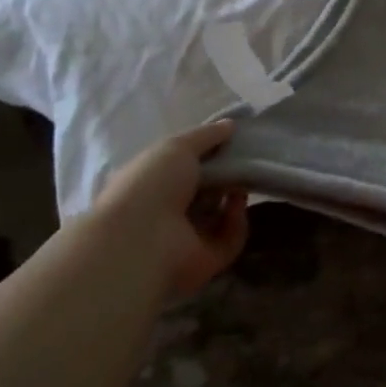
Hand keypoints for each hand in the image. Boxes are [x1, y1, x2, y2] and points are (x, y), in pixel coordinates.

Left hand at [93, 121, 249, 301]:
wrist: (142, 241)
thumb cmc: (152, 185)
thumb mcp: (177, 146)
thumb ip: (206, 135)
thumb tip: (231, 125)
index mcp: (153, 185)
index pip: (183, 169)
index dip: (206, 155)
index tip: (230, 142)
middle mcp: (168, 213)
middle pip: (205, 192)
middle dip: (225, 175)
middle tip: (243, 160)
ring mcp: (186, 239)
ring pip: (220, 217)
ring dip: (234, 197)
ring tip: (241, 181)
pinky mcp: (205, 261)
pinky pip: (230, 240)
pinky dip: (237, 222)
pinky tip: (236, 205)